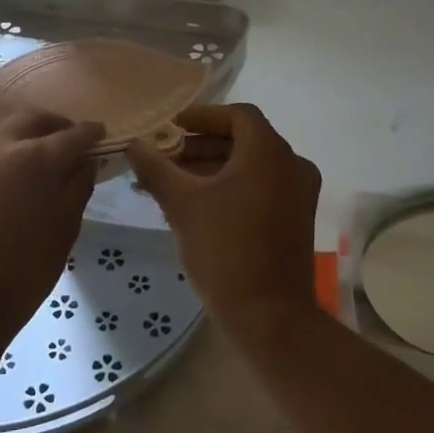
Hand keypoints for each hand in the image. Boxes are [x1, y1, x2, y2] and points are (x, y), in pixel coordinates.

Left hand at [0, 107, 104, 365]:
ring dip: (26, 133)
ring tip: (38, 155)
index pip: (73, 133)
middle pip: (34, 118)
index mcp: (35, 157)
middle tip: (70, 142)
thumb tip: (85, 160)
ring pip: (4, 127)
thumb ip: (78, 184)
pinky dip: (1, 149)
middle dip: (56, 125)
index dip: (91, 134)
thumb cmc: (22, 273)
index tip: (101, 136)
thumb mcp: (65, 229)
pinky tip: (8, 174)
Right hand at [125, 105, 321, 334]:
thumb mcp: (182, 205)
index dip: (201, 116)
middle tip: (165, 157)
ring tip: (173, 183)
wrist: (270, 317)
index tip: (170, 128)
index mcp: (269, 152)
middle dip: (201, 145)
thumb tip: (134, 143)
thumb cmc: (225, 250)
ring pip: (252, 165)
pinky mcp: (297, 218)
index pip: (236, 115)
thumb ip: (156, 168)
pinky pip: (262, 186)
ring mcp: (299, 193)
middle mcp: (292, 165)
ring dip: (214, 167)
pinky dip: (232, 186)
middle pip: (244, 139)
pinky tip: (199, 205)